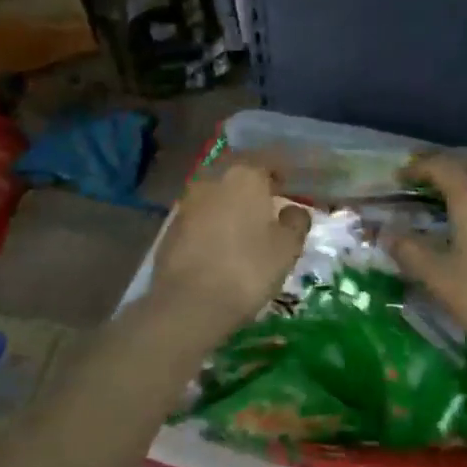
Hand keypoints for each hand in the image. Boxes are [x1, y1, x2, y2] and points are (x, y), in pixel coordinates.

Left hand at [147, 151, 311, 341]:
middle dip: (254, 189)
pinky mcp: (170, 228)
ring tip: (245, 229)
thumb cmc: (248, 269)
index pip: (269, 162)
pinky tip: (221, 245)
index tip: (292, 186)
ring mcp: (187, 203)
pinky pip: (200, 219)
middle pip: (239, 177)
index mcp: (245, 176)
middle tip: (269, 207)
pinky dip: (212, 225)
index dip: (283, 173)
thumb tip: (293, 210)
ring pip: (217, 197)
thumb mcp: (287, 248)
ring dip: (231, 207)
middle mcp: (213, 180)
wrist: (189, 303)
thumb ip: (295, 222)